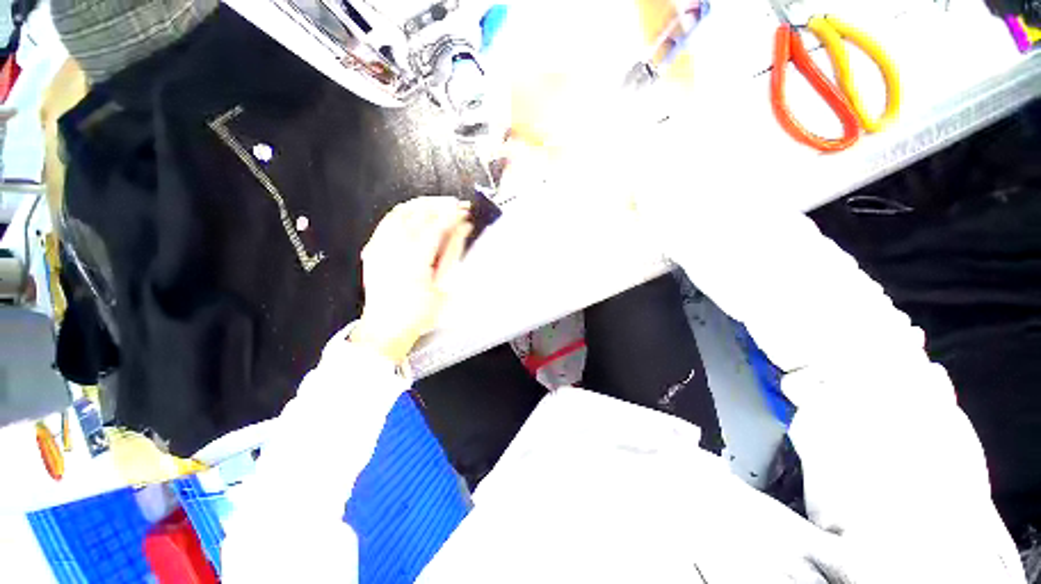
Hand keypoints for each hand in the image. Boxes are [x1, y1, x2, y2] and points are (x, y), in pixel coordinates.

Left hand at [350, 197, 473, 364]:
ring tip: (439, 205)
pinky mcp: (373, 249)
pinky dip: (404, 212)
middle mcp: (393, 248)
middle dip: (440, 204)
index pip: (436, 225)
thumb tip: (462, 230)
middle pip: (418, 213)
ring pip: (401, 212)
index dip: (453, 214)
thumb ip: (453, 254)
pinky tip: (415, 213)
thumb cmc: (418, 313)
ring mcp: (379, 247)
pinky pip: (387, 220)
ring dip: (422, 204)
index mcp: (414, 259)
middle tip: (456, 205)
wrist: (385, 327)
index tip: (465, 210)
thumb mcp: (444, 286)